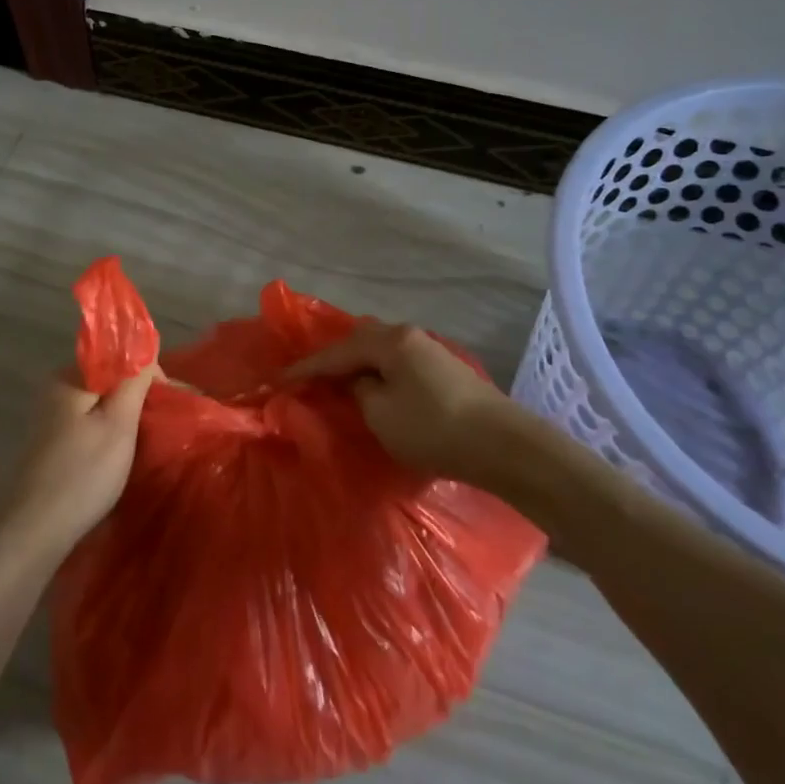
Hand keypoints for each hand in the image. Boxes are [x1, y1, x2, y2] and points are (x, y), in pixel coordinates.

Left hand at [0, 365, 159, 556]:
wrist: (31, 532)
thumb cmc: (81, 474)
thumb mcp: (118, 424)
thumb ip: (134, 382)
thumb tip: (146, 354)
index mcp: (69, 376)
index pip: (120, 357)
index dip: (150, 376)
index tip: (171, 406)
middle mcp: (55, 390)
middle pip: (109, 380)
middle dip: (138, 399)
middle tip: (163, 429)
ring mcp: (49, 418)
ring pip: (100, 406)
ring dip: (124, 420)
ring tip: (146, 445)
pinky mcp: (50, 445)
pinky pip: (88, 427)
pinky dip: (108, 437)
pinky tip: (118, 459)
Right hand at [285, 321, 516, 481]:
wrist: (504, 446)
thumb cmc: (434, 428)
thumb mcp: (381, 414)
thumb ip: (360, 392)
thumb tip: (360, 383)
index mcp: (391, 341)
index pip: (338, 352)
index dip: (307, 367)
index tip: (280, 379)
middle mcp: (410, 337)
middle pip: (361, 342)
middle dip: (334, 359)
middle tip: (309, 377)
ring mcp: (431, 352)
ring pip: (382, 352)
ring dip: (358, 366)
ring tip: (337, 381)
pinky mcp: (446, 372)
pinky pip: (398, 364)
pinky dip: (379, 373)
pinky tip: (374, 386)